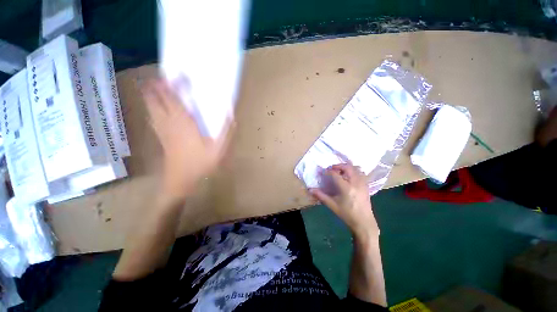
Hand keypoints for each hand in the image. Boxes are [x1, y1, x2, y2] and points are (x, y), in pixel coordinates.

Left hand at [143, 80, 232, 199]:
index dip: (176, 84)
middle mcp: (170, 122)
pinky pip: (152, 117)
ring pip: (151, 107)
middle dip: (157, 85)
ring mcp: (162, 130)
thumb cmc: (201, 163)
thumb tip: (230, 111)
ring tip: (153, 84)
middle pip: (157, 99)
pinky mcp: (161, 136)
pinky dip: (150, 108)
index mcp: (184, 123)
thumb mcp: (219, 148)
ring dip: (151, 94)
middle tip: (161, 75)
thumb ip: (226, 129)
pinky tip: (152, 107)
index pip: (176, 97)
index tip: (180, 74)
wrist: (181, 180)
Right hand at [310, 164, 378, 237]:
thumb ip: (321, 196)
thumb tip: (310, 190)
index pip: (335, 174)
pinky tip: (348, 177)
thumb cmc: (347, 214)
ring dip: (346, 167)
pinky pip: (360, 173)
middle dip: (338, 166)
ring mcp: (362, 183)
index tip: (322, 172)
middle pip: (347, 167)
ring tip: (339, 172)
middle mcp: (355, 183)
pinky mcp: (366, 186)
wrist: (364, 222)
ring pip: (355, 169)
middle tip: (331, 169)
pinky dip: (353, 171)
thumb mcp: (332, 205)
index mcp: (346, 188)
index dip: (328, 171)